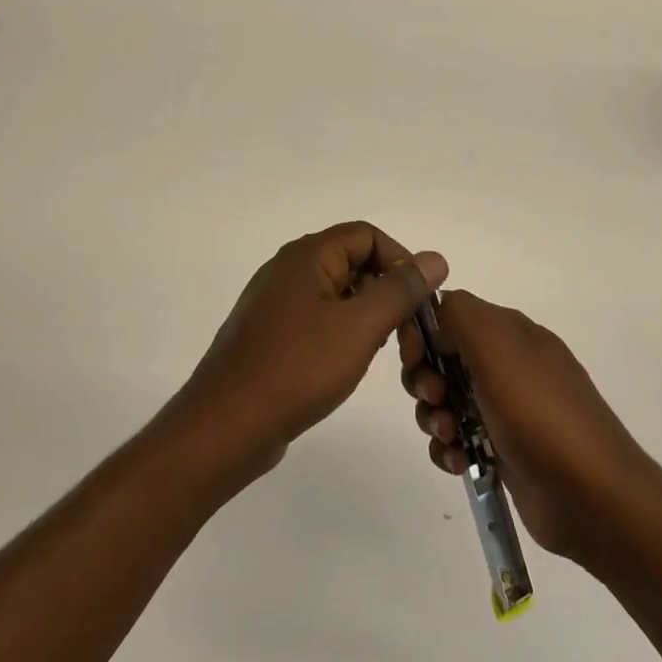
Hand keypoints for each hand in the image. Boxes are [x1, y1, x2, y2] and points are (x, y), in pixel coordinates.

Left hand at [173, 222, 447, 484]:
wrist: (226, 426)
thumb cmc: (297, 369)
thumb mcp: (359, 326)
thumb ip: (400, 290)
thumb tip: (435, 258)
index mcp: (306, 256)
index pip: (367, 235)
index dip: (400, 260)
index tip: (422, 302)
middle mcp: (288, 270)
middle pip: (354, 263)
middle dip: (389, 293)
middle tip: (411, 339)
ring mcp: (276, 304)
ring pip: (338, 295)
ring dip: (370, 317)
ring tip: (388, 356)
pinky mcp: (272, 335)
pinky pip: (319, 319)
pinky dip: (345, 334)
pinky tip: (351, 364)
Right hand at [401, 290, 649, 561]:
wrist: (592, 497)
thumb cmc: (539, 413)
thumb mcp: (497, 346)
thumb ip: (458, 314)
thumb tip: (434, 316)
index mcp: (508, 332)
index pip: (447, 314)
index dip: (422, 333)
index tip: (415, 359)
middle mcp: (506, 364)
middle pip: (441, 359)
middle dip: (425, 379)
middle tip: (435, 399)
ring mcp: (505, 409)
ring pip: (445, 402)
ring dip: (434, 417)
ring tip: (451, 438)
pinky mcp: (501, 450)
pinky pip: (457, 439)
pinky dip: (449, 449)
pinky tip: (459, 464)